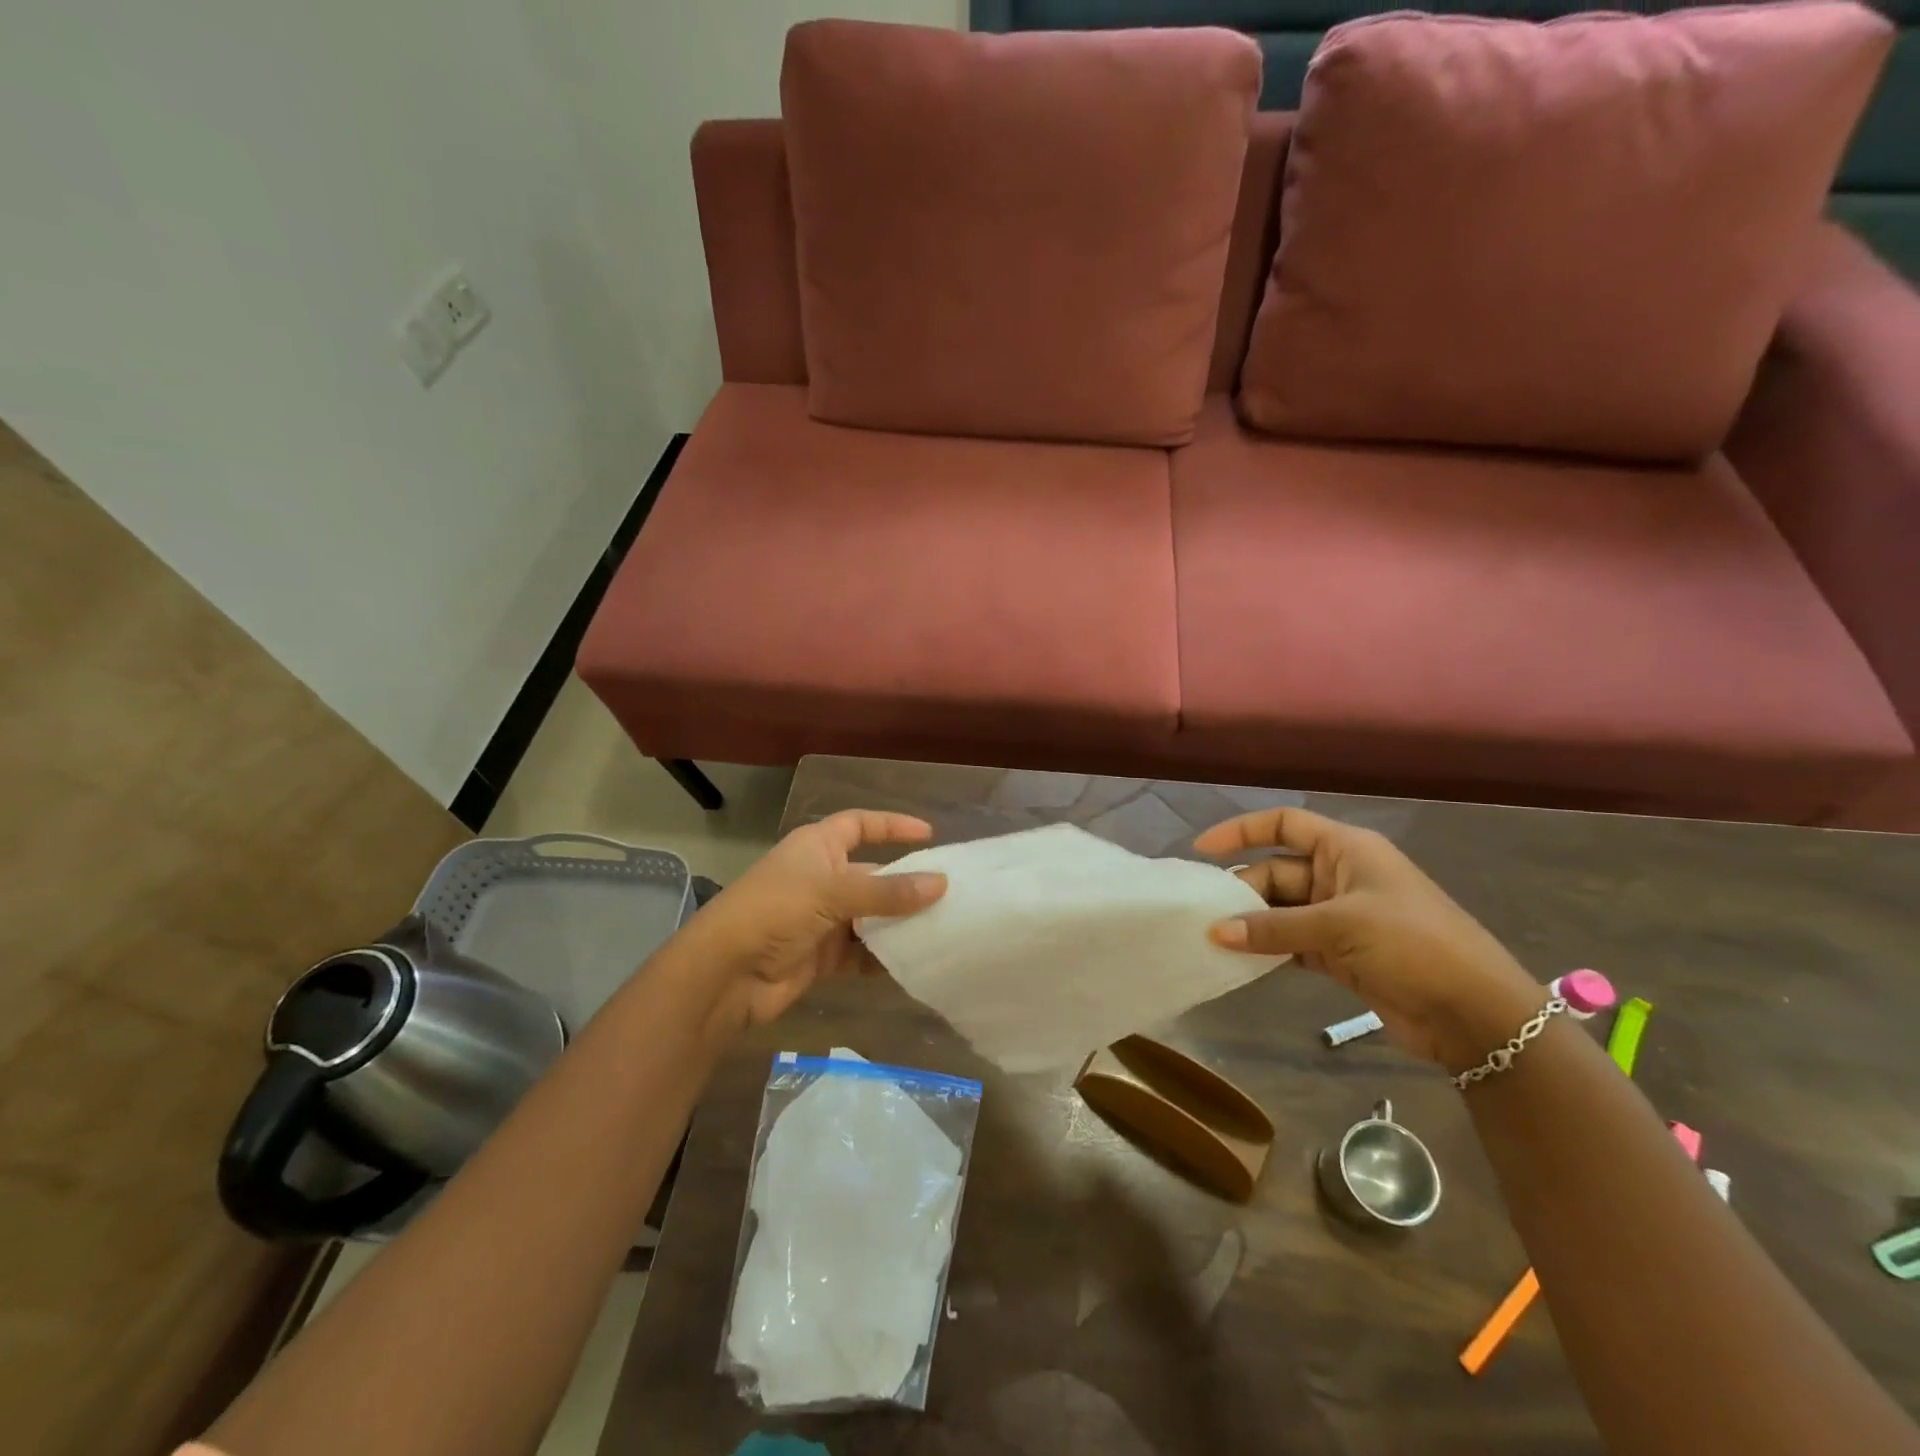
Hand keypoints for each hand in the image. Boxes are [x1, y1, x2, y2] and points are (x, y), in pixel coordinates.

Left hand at [678, 810, 946, 1034]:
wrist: (726, 974)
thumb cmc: (776, 912)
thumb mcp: (833, 893)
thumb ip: (888, 892)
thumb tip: (941, 884)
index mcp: (818, 847)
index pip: (860, 824)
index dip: (892, 825)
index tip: (929, 834)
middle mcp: (822, 877)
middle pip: (873, 873)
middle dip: (907, 882)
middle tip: (950, 892)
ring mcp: (823, 918)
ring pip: (872, 916)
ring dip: (900, 923)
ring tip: (943, 927)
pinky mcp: (823, 955)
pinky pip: (863, 953)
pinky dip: (884, 957)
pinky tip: (914, 963)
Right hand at [1194, 808, 1547, 1071]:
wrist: (1475, 1013)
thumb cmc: (1413, 945)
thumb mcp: (1341, 927)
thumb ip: (1275, 928)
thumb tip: (1214, 932)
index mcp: (1347, 850)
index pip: (1284, 824)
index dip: (1242, 830)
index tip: (1202, 850)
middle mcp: (1340, 876)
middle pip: (1277, 871)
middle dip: (1242, 889)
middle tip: (1204, 913)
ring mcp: (1341, 917)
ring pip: (1281, 910)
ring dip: (1252, 923)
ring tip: (1212, 938)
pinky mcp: (1341, 954)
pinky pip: (1292, 943)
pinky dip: (1268, 949)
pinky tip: (1240, 961)